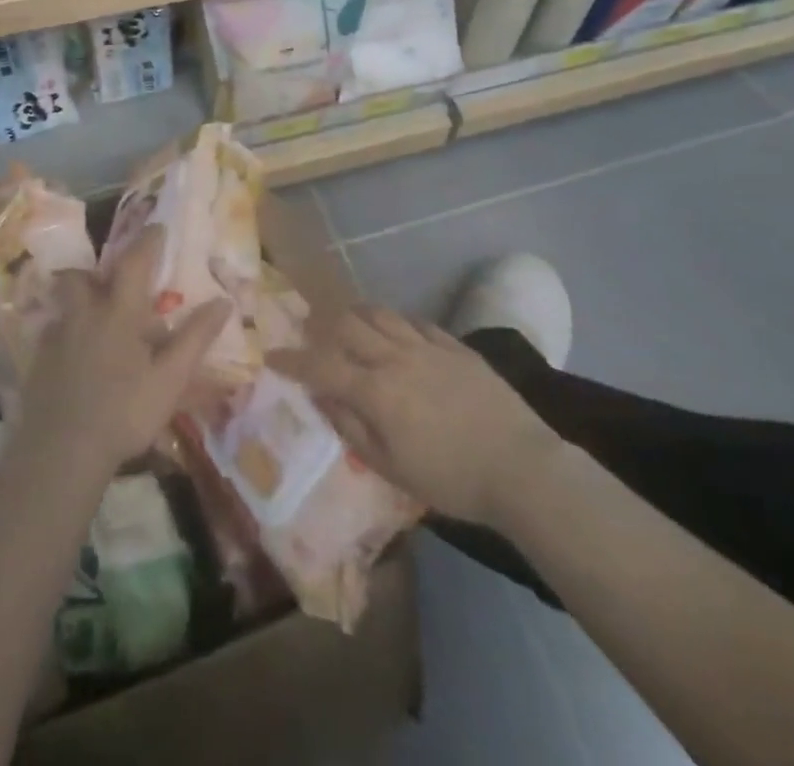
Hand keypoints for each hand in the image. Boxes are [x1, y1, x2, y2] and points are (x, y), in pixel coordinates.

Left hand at [16, 225, 231, 480]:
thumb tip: (223, 301)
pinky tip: (79, 360)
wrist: (61, 453)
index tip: (156, 228)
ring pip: (64, 305)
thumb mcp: (170, 379)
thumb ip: (195, 338)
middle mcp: (83, 315)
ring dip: (79, 303)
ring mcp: (55, 338)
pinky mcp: (38, 364)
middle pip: (79, 277)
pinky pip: (53, 334)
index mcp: (118, 312)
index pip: (134, 262)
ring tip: (96, 323)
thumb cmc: (124, 412)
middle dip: (94, 273)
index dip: (147, 241)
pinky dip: (67, 335)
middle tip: (111, 284)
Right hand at [269, 306, 560, 525]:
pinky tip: (394, 330)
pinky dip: (394, 321)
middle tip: (310, 332)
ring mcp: (426, 346)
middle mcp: (395, 357)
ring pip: (379, 313)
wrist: (522, 468)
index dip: (292, 360)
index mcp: (375, 390)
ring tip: (346, 321)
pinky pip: (414, 321)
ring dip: (355, 313)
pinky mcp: (454, 346)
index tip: (272, 356)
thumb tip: (322, 397)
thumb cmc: (452, 479)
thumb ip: (352, 428)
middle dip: (320, 325)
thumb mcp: (392, 469)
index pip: (321, 365)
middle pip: (346, 324)